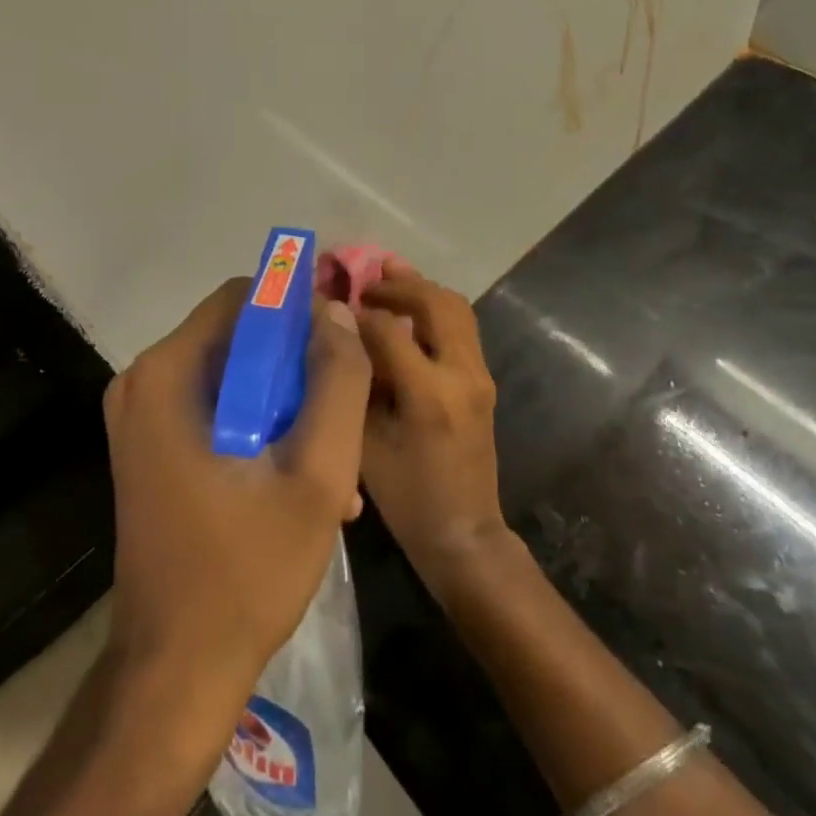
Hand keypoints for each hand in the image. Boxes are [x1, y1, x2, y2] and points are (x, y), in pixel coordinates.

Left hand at [102, 279, 372, 704]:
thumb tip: (337, 312)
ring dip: (286, 403)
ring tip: (334, 459)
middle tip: (342, 412)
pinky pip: (217, 408)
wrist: (175, 674)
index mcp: (167, 374)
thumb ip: (338, 382)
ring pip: (233, 374)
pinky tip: (301, 481)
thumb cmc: (246, 571)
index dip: (298, 310)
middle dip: (297, 366)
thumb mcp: (317, 474)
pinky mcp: (151, 448)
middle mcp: (143, 382)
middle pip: (238, 335)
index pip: (243, 297)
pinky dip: (260, 427)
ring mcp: (142, 417)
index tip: (341, 346)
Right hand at [356, 265, 510, 596]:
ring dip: (421, 290)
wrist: (465, 535)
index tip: (331, 304)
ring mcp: (479, 375)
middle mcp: (462, 374)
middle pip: (435, 302)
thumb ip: (355, 384)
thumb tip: (339, 337)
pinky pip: (461, 327)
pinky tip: (407, 312)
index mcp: (429, 394)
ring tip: (387, 280)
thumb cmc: (406, 498)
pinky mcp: (483, 380)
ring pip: (456, 308)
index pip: (389, 328)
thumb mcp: (366, 443)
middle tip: (365, 281)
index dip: (357, 312)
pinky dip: (434, 309)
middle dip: (398, 284)